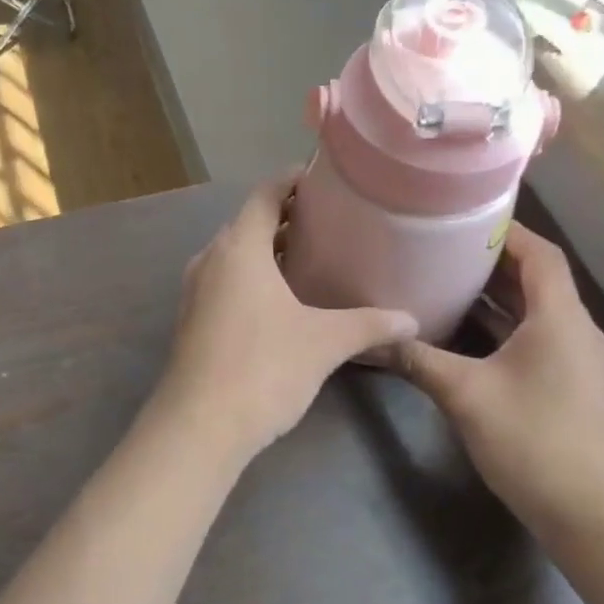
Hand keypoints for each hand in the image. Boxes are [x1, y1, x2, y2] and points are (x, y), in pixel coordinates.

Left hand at [152, 174, 417, 464]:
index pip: (264, 195)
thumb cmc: (263, 368)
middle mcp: (211, 260)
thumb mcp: (324, 343)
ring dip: (267, 251)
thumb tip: (412, 322)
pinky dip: (251, 278)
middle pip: (247, 223)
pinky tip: (279, 301)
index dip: (290, 181)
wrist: (199, 426)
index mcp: (239, 248)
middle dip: (284, 217)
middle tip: (327, 220)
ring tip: (309, 256)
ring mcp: (195, 292)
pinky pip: (225, 282)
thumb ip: (369, 325)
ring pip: (234, 256)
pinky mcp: (192, 321)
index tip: (320, 177)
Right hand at [386, 222, 603, 541]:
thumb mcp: (465, 395)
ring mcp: (578, 362)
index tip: (464, 219)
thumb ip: (419, 360)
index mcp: (560, 319)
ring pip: (538, 312)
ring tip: (450, 283)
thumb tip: (375, 338)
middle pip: (540, 280)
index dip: (507, 232)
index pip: (540, 255)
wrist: (591, 514)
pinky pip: (539, 339)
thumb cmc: (533, 441)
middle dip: (495, 262)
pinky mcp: (572, 387)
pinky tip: (470, 336)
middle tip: (445, 249)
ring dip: (499, 296)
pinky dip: (506, 327)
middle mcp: (576, 331)